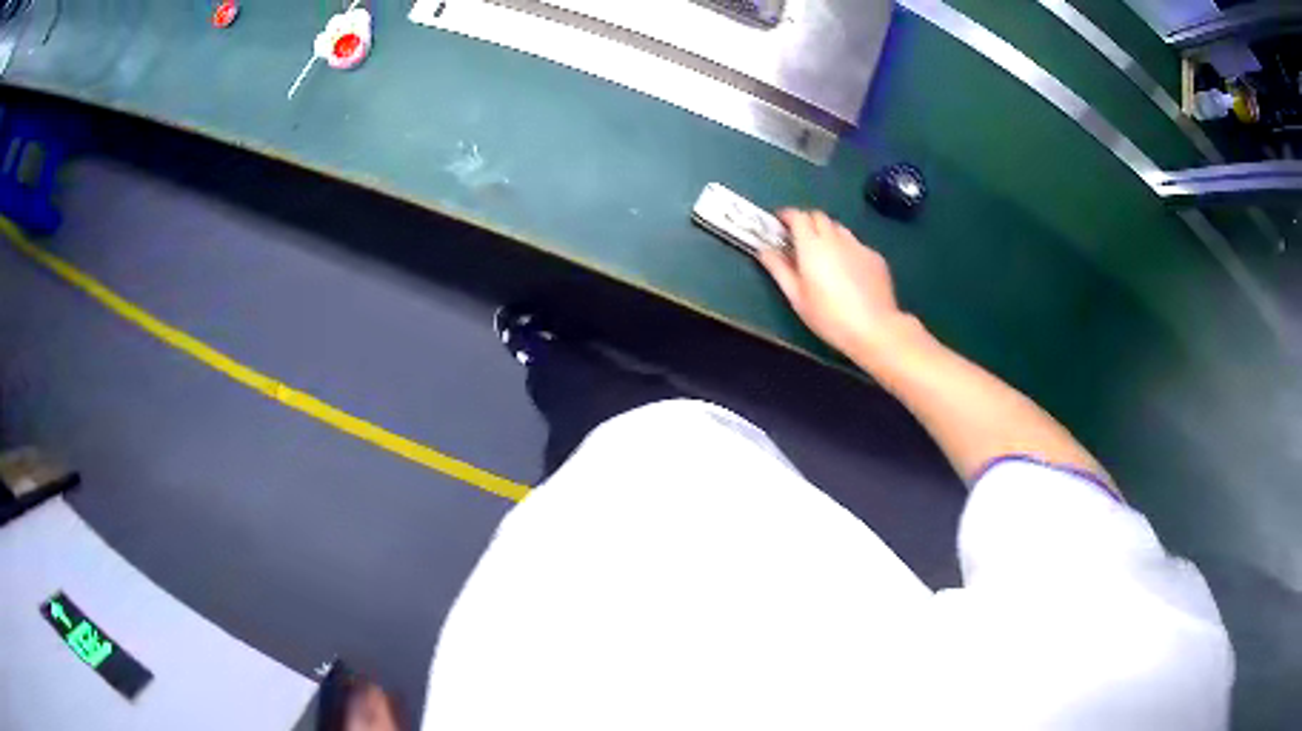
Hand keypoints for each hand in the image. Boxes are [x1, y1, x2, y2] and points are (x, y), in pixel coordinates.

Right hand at [758, 209, 908, 357]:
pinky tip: (848, 271)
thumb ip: (778, 269)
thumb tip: (763, 250)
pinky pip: (856, 244)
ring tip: (824, 255)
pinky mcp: (875, 256)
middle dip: (806, 222)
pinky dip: (847, 249)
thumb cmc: (829, 317)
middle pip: (818, 216)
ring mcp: (858, 245)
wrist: (874, 328)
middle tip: (800, 240)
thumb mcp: (797, 297)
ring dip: (827, 234)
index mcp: (812, 245)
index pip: (797, 216)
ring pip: (839, 228)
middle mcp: (835, 238)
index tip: (779, 223)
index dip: (786, 215)